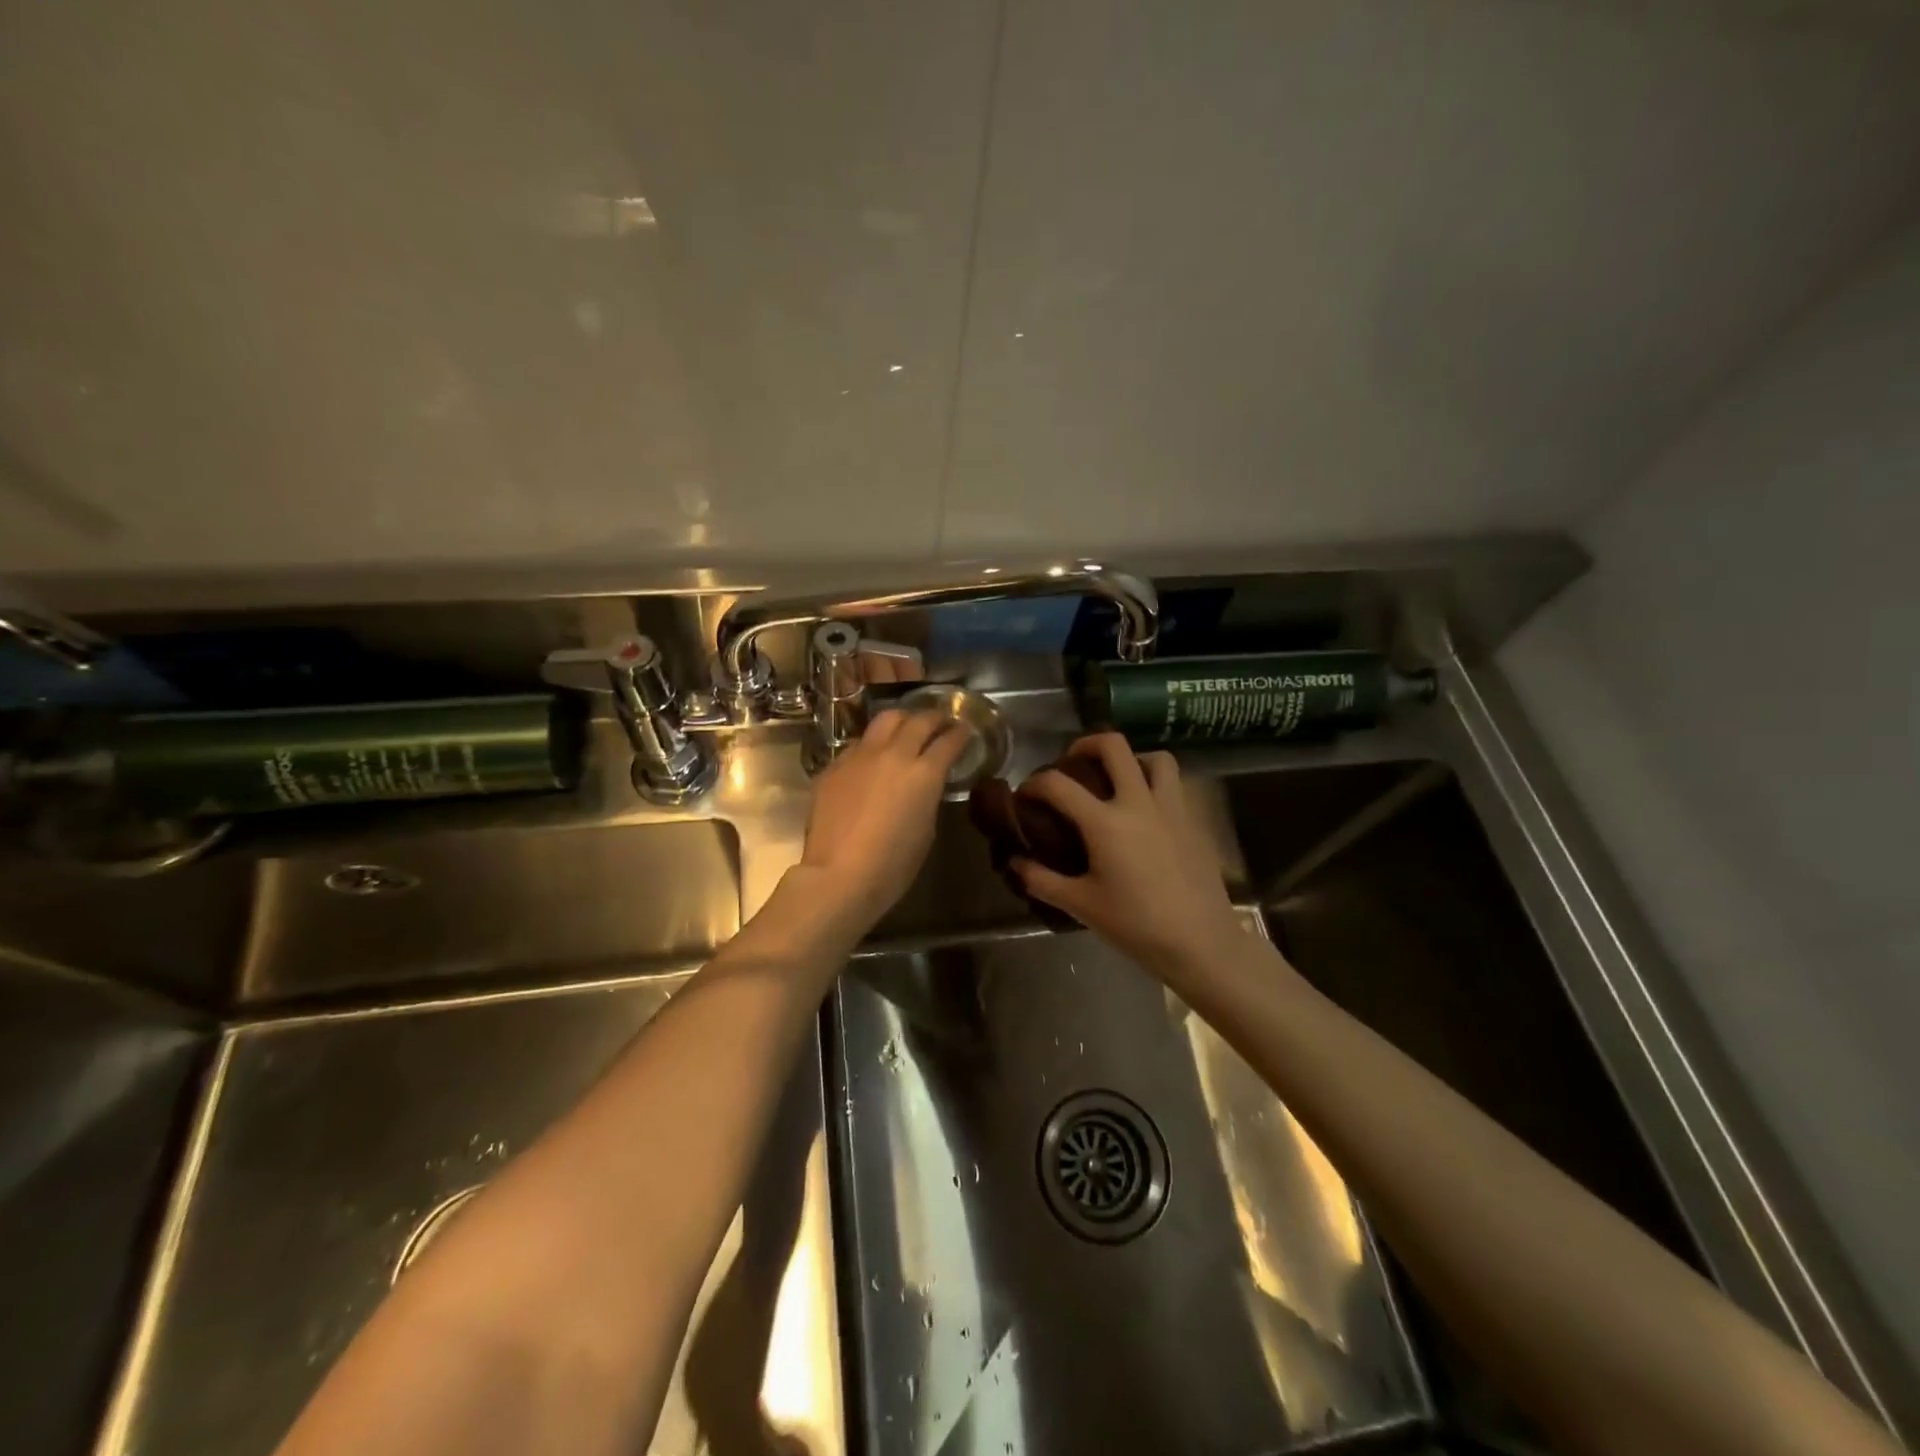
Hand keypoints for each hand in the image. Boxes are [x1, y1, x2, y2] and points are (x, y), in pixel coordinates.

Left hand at [799, 709, 971, 927]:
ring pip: (885, 720)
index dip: (960, 733)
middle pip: (918, 720)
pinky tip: (873, 758)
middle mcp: (894, 754)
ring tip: (906, 727)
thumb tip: (924, 785)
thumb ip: (928, 797)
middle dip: (934, 717)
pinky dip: (873, 745)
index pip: (949, 741)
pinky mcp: (834, 765)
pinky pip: (858, 744)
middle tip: (940, 721)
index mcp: (924, 773)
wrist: (838, 875)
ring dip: (901, 720)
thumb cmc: (892, 865)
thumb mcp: (926, 830)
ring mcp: (860, 756)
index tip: (965, 730)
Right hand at [1013, 734, 1243, 980]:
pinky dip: (1157, 784)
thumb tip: (1016, 863)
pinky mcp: (1194, 821)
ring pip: (1155, 758)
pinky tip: (1147, 812)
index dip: (1034, 783)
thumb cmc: (1136, 925)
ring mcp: (1171, 808)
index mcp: (1105, 822)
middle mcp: (1138, 803)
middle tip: (1073, 761)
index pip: (1058, 784)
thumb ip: (1043, 880)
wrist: (1201, 943)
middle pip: (1113, 747)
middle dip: (1086, 744)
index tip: (1025, 794)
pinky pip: (1175, 785)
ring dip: (1132, 759)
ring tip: (1118, 779)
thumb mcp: (1081, 906)